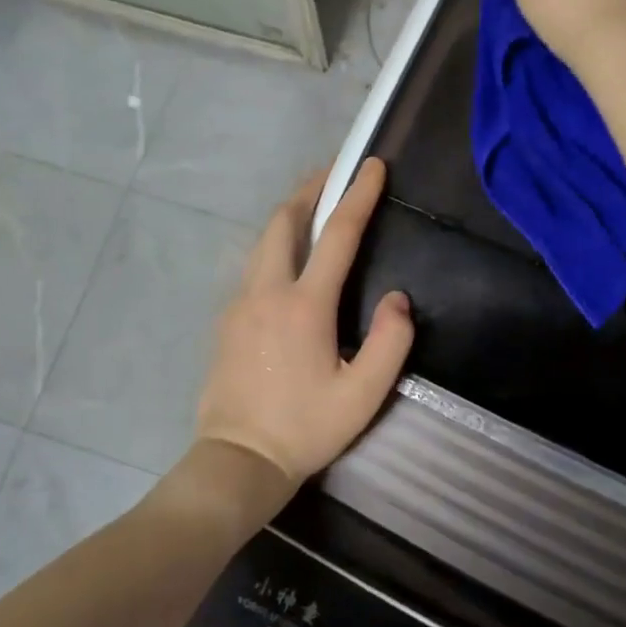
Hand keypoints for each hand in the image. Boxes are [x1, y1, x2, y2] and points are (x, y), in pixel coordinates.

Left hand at [194, 157, 412, 495]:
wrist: (237, 461)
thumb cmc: (305, 428)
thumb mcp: (363, 395)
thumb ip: (390, 342)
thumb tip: (398, 298)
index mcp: (304, 305)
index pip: (336, 235)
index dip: (358, 195)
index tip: (373, 165)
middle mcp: (267, 291)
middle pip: (285, 221)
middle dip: (311, 189)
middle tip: (336, 175)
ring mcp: (240, 302)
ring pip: (264, 240)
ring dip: (290, 214)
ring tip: (314, 205)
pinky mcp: (227, 319)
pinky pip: (254, 263)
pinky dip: (276, 243)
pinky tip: (289, 256)